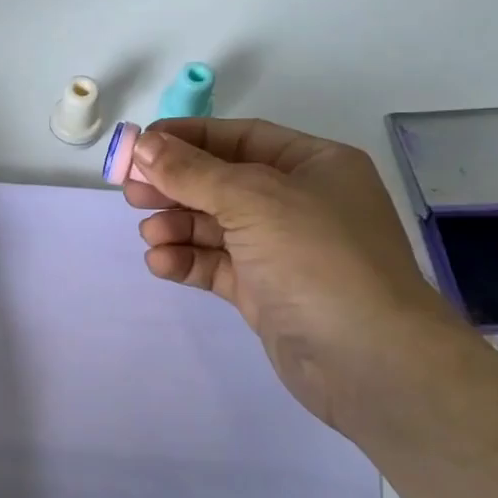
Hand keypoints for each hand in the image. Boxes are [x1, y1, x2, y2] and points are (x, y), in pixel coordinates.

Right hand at [124, 118, 460, 425]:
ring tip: (150, 234)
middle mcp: (299, 202)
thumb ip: (193, 171)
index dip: (188, 139)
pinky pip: (217, 264)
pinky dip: (188, 260)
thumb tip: (144, 143)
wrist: (367, 359)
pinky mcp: (265, 291)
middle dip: (175, 186)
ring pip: (216, 226)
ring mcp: (282, 250)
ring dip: (178, 226)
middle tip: (131, 192)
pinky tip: (161, 262)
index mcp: (313, 165)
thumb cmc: (317, 257)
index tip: (139, 146)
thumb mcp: (252, 199)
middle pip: (222, 182)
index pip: (240, 138)